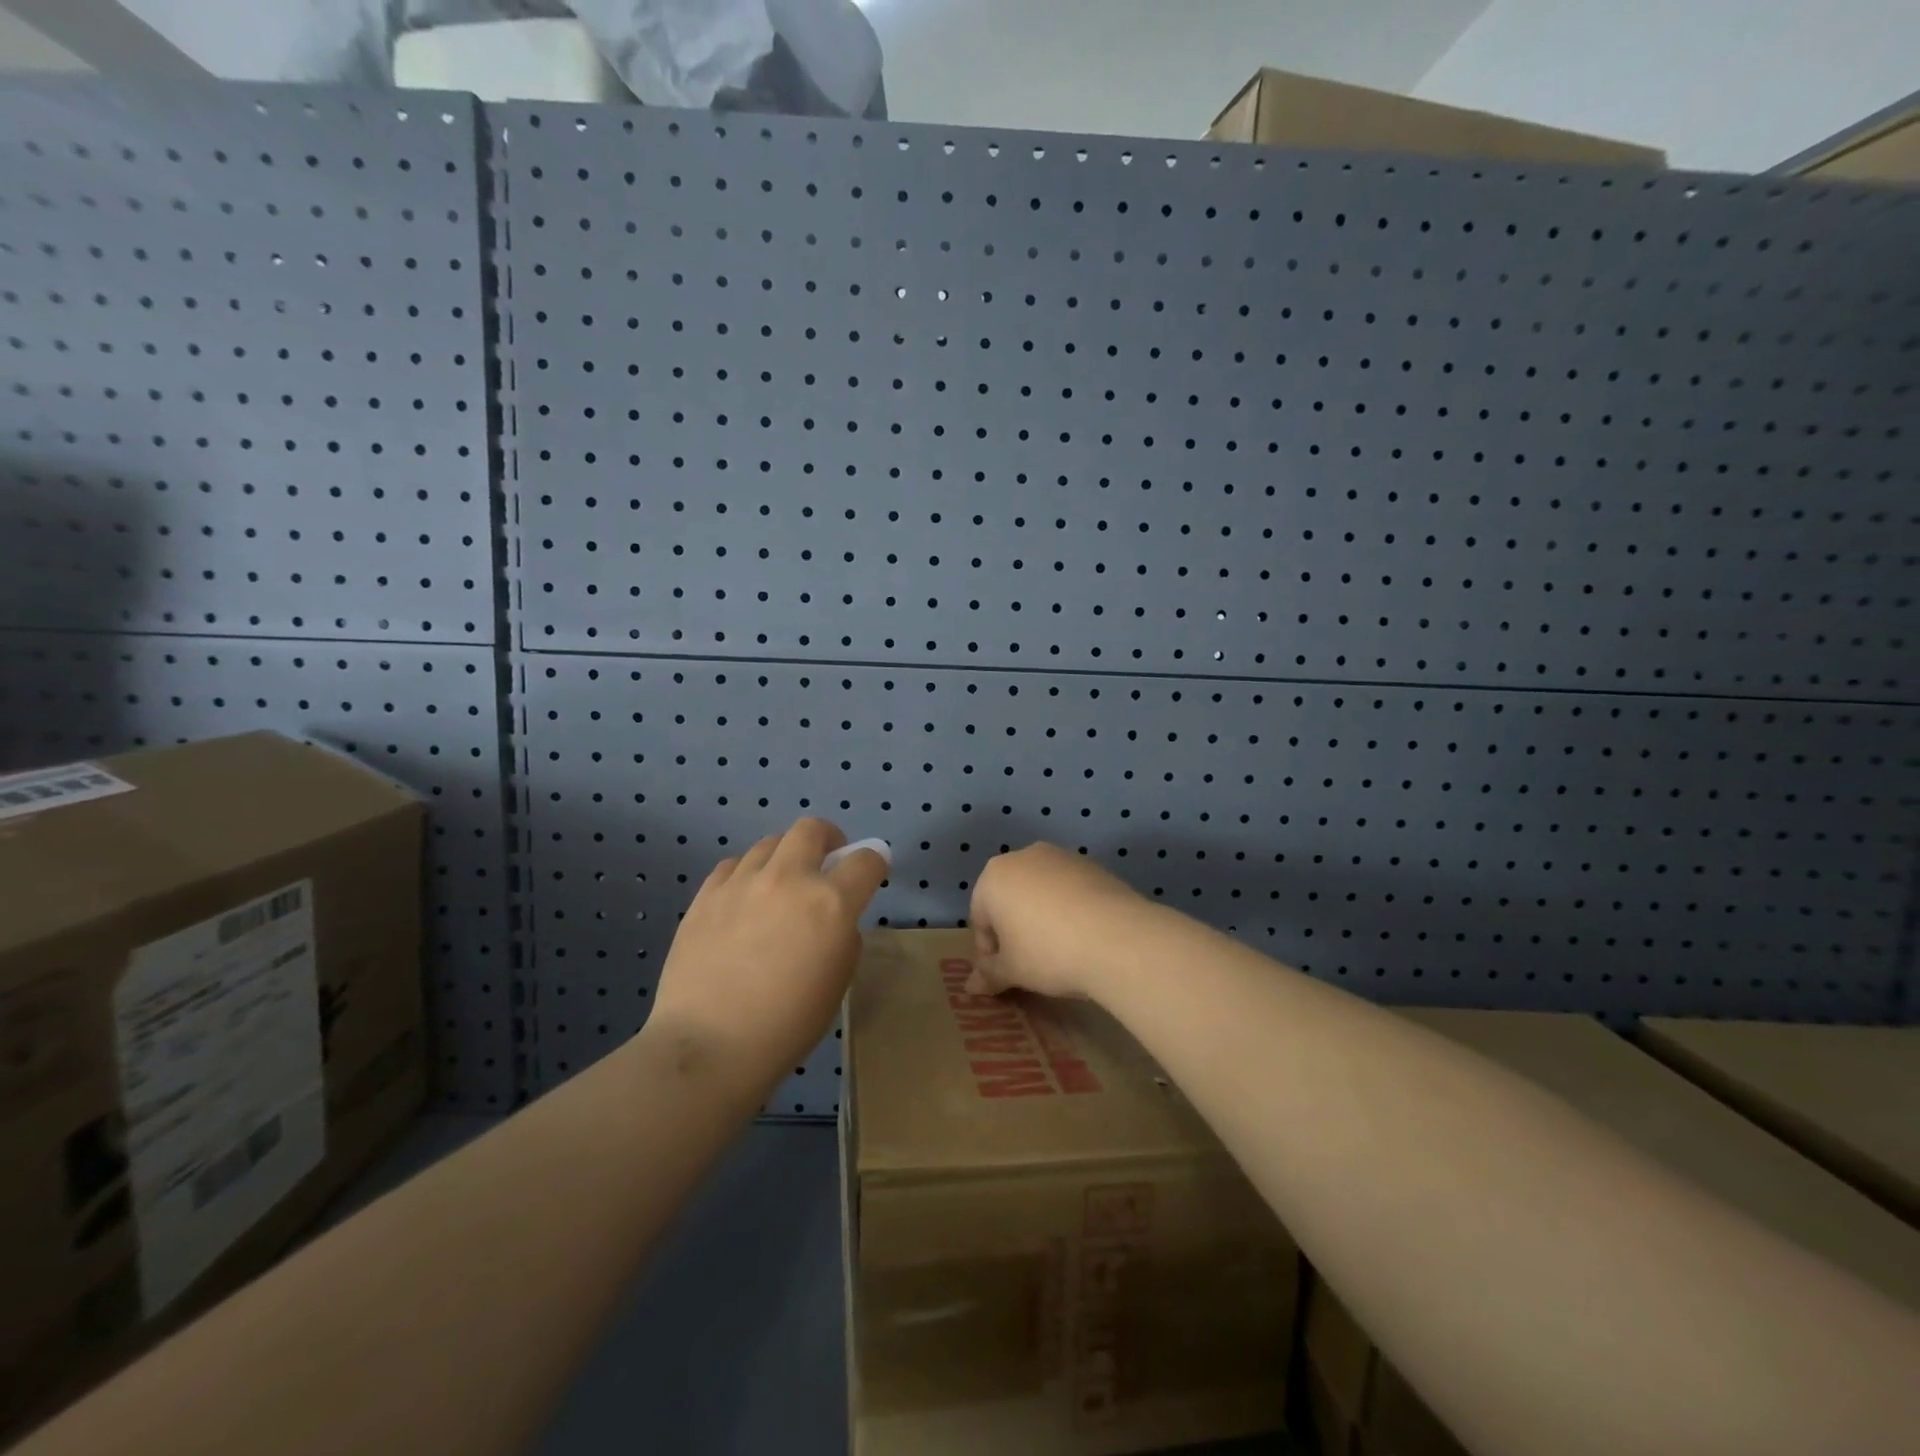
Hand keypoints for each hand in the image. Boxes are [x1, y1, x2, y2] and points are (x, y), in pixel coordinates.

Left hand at [647, 818, 887, 1093]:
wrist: (708, 1045)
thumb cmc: (786, 1025)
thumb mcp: (837, 981)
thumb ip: (843, 934)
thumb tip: (832, 916)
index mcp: (830, 903)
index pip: (865, 860)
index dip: (874, 863)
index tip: (870, 874)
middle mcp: (788, 879)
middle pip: (812, 829)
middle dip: (828, 839)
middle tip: (826, 862)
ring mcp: (742, 882)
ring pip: (769, 843)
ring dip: (785, 857)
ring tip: (780, 885)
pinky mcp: (705, 894)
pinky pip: (733, 865)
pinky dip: (747, 874)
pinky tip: (744, 899)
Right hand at [966, 843, 1158, 1001]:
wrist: (1118, 937)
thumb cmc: (1048, 952)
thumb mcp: (1012, 970)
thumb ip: (988, 974)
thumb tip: (971, 987)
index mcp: (993, 877)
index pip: (980, 918)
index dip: (990, 951)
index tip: (1006, 975)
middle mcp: (1023, 856)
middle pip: (1009, 898)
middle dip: (1014, 929)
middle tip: (1029, 963)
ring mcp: (1061, 856)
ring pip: (1040, 891)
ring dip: (1042, 917)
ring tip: (1060, 950)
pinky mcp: (1093, 864)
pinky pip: (1070, 889)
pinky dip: (1070, 909)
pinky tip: (1084, 936)